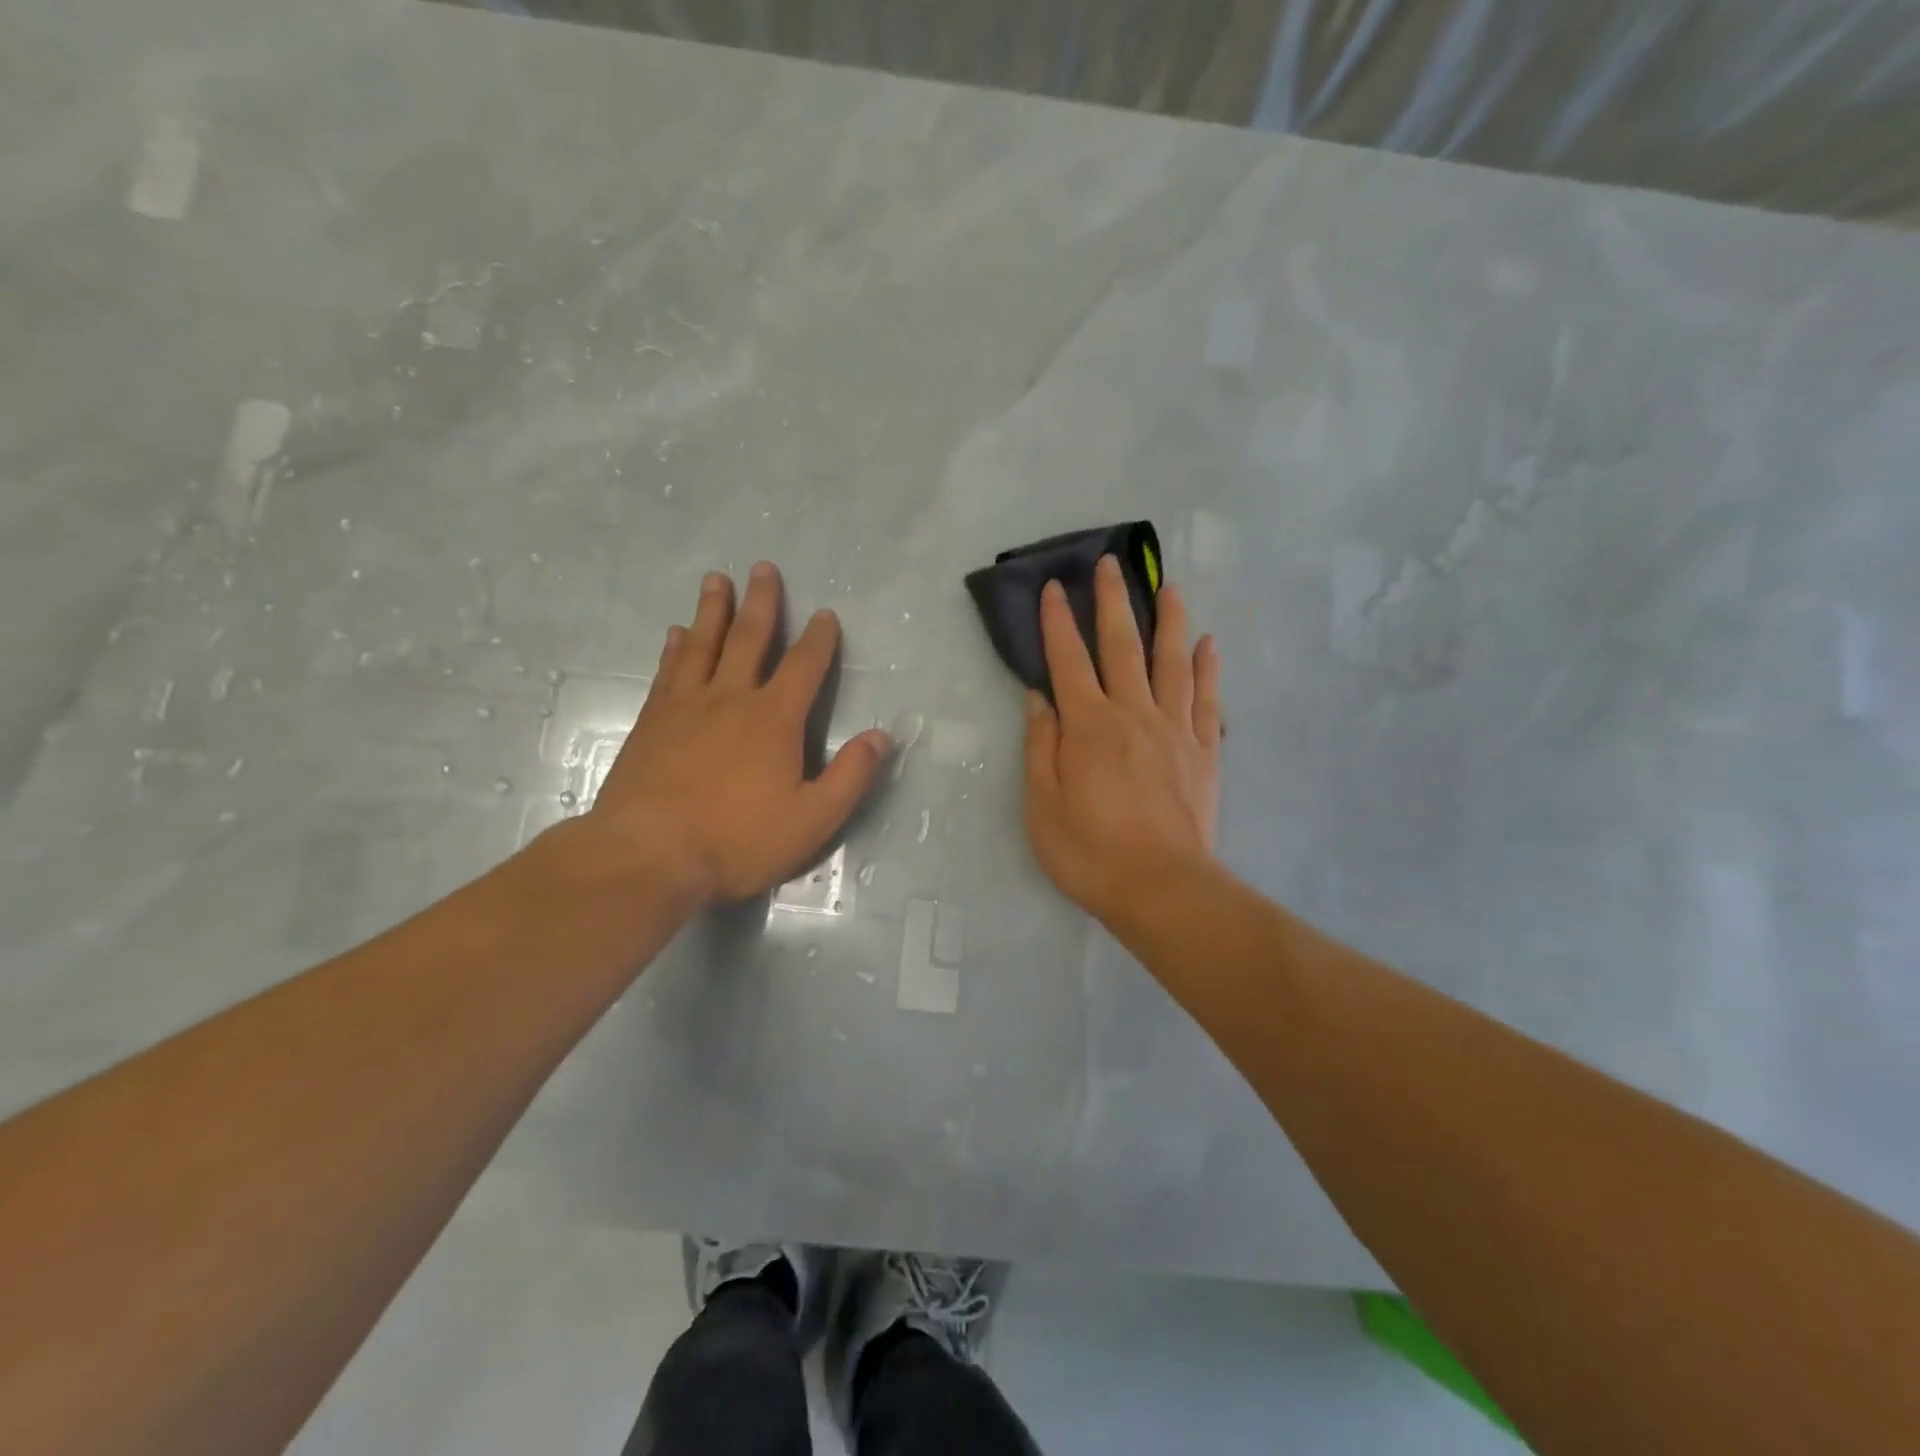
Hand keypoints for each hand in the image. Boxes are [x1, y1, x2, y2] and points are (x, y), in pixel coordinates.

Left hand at [586, 561, 891, 903]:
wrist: (647, 856)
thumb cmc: (737, 840)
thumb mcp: (812, 819)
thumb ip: (850, 776)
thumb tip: (882, 736)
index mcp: (774, 719)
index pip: (804, 666)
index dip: (819, 639)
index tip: (825, 614)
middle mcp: (730, 699)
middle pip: (749, 638)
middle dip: (762, 602)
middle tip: (763, 567)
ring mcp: (685, 707)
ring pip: (702, 644)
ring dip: (712, 610)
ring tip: (717, 580)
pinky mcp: (651, 722)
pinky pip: (668, 671)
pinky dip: (675, 648)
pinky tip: (675, 634)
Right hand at [1023, 556, 1221, 923]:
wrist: (1162, 887)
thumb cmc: (1089, 851)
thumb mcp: (1042, 805)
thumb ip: (1040, 746)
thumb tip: (1039, 698)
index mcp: (1088, 725)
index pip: (1068, 659)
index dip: (1057, 621)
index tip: (1053, 587)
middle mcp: (1133, 713)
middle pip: (1122, 645)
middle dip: (1113, 601)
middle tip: (1111, 564)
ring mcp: (1174, 729)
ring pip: (1172, 661)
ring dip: (1169, 620)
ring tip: (1170, 587)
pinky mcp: (1204, 751)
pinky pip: (1207, 699)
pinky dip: (1208, 668)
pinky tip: (1210, 644)